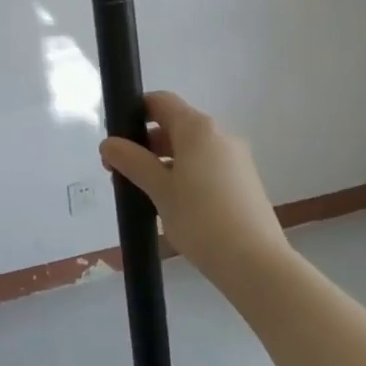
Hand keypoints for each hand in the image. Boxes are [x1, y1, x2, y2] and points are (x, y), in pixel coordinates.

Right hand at [100, 93, 289, 282]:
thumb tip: (108, 143)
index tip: (117, 141)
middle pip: (175, 125)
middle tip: (123, 174)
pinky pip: (207, 167)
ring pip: (191, 149)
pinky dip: (186, 176)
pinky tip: (176, 207)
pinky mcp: (245, 183)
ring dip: (165, 163)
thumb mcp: (158, 190)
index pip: (160, 101)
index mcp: (198, 128)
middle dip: (146, 144)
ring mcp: (236, 159)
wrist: (257, 265)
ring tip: (146, 195)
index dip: (135, 113)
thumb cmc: (201, 219)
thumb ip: (132, 161)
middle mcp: (220, 135)